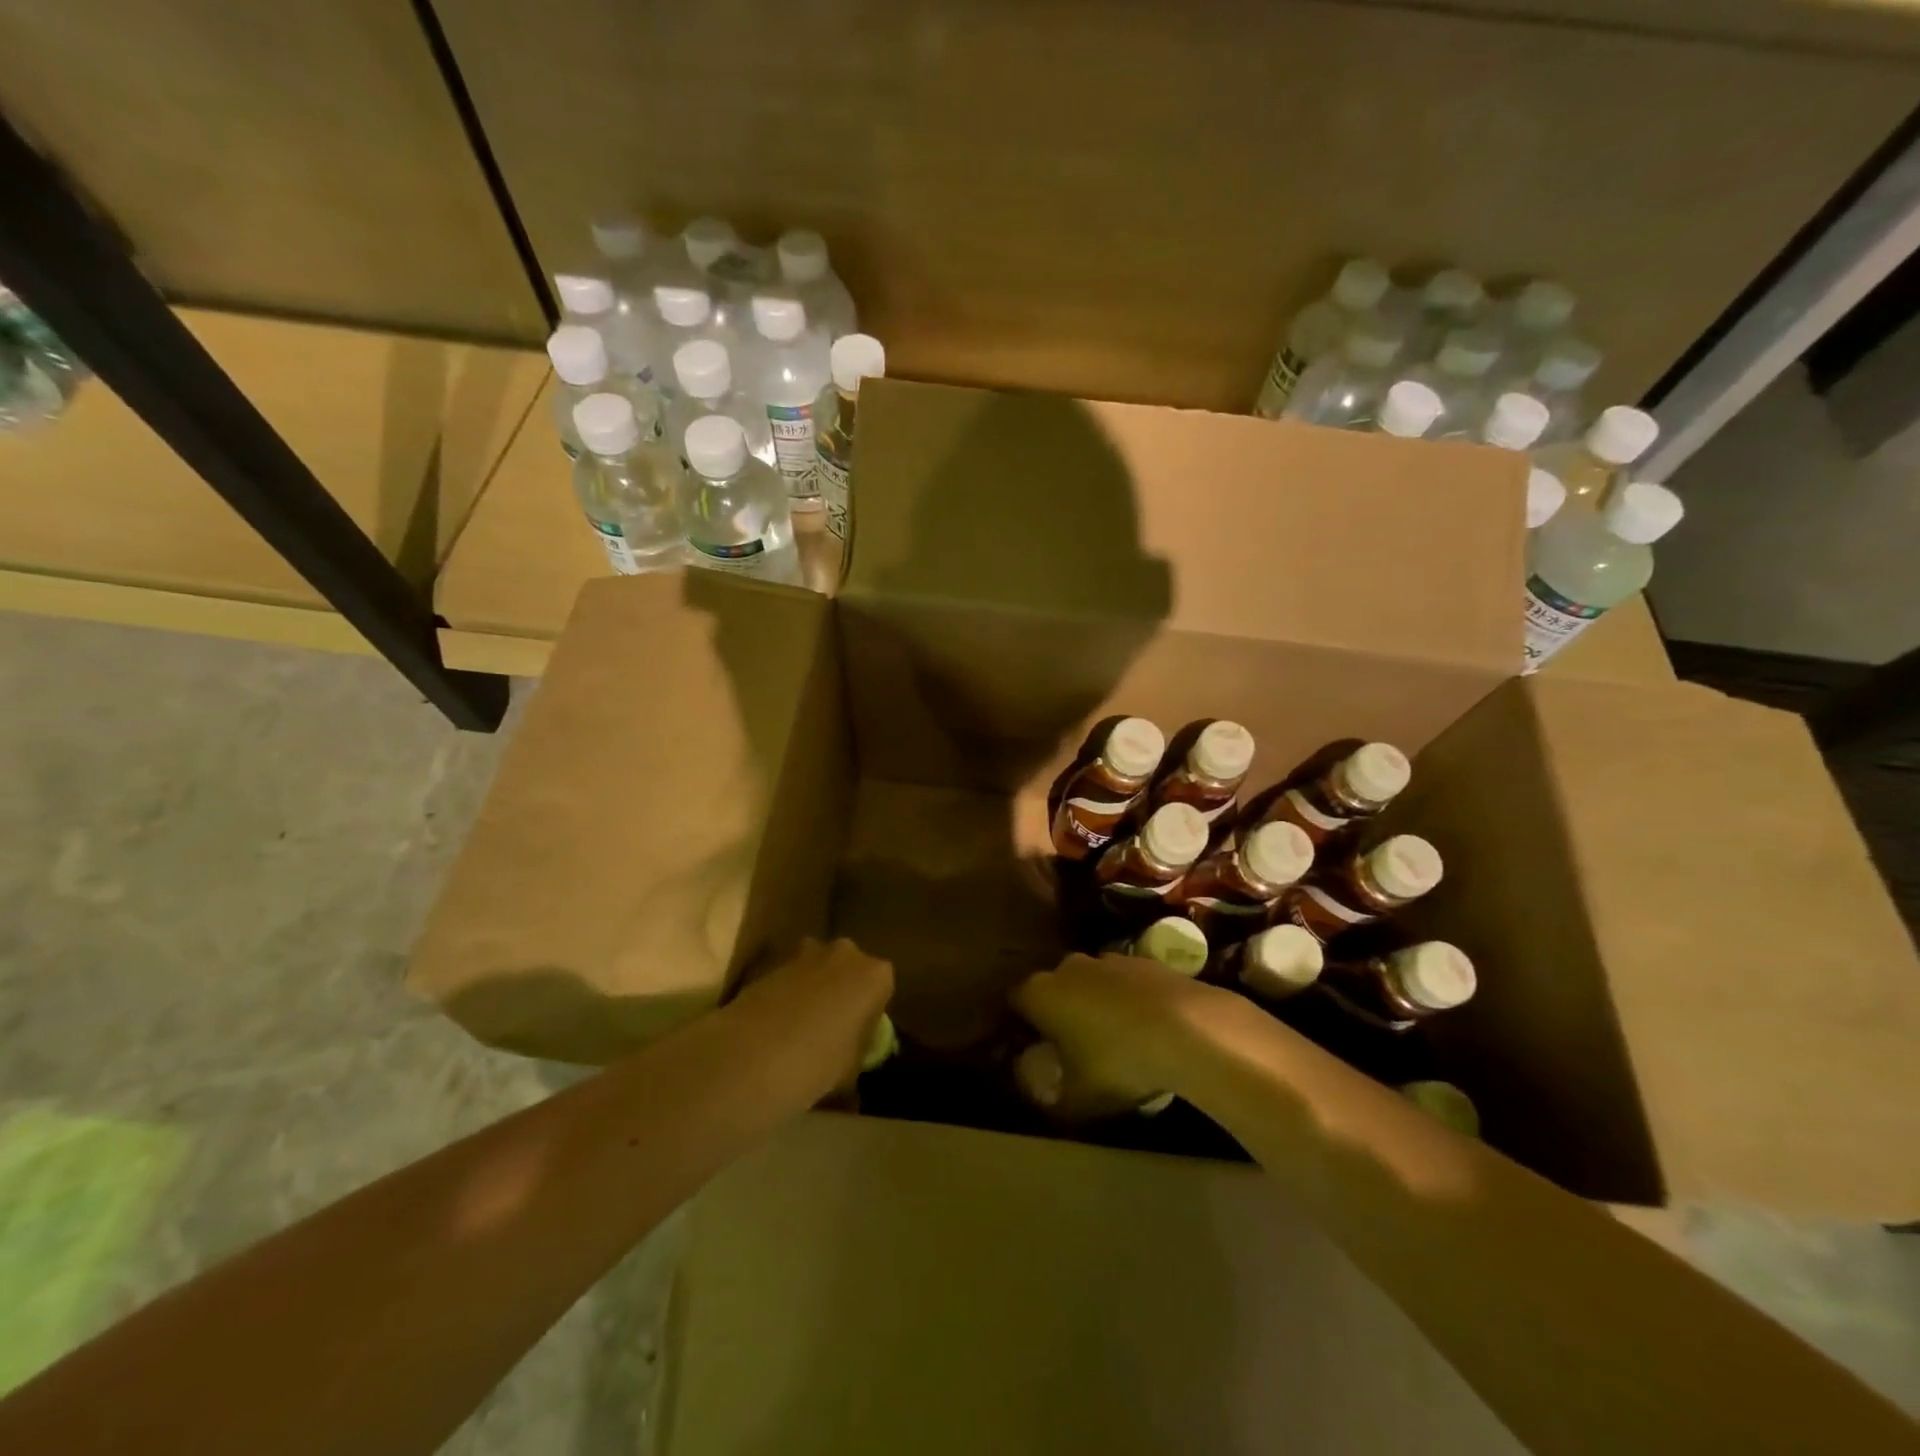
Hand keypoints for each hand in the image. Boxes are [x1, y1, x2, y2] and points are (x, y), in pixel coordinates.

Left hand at [729, 938, 894, 1096]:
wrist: (753, 1055)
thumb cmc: (818, 1062)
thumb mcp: (850, 1070)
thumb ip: (856, 1056)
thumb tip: (853, 1071)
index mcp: (875, 975)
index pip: (882, 988)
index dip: (870, 1012)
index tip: (857, 1036)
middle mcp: (845, 953)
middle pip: (849, 969)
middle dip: (841, 991)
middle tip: (830, 1028)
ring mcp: (805, 953)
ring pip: (817, 968)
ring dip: (812, 988)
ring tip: (798, 1027)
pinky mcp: (772, 961)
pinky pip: (788, 976)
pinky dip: (785, 993)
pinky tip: (774, 1025)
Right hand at [1010, 952, 1244, 1118]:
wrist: (1190, 1029)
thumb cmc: (1119, 1062)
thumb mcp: (1078, 1095)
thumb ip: (1051, 1093)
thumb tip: (1038, 1089)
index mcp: (1041, 993)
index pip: (1015, 1002)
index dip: (1021, 1027)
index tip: (1033, 1051)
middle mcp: (1068, 967)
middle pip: (1054, 988)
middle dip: (1059, 1013)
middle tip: (1071, 1049)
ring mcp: (1109, 959)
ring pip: (1091, 983)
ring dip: (1095, 1004)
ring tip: (1113, 1040)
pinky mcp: (1146, 960)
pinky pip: (1125, 983)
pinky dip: (1128, 1001)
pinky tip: (1146, 1029)